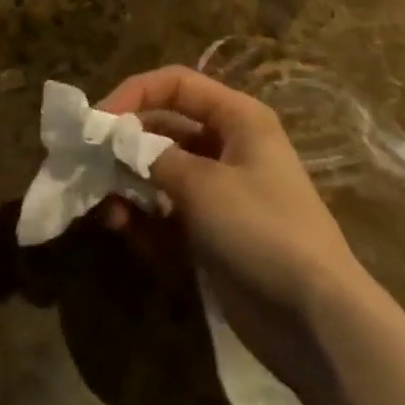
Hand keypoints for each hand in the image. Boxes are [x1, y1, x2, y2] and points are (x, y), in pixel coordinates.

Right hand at [96, 66, 376, 395]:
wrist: (316, 319)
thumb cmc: (262, 230)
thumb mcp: (203, 185)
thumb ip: (153, 158)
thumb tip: (116, 142)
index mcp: (237, 118)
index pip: (176, 85)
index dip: (134, 94)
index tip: (96, 121)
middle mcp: (229, 145)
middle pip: (165, 128)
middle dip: (125, 146)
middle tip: (89, 168)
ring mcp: (221, 191)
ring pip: (162, 173)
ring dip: (130, 186)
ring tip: (107, 211)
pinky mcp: (214, 232)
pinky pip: (170, 212)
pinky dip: (147, 219)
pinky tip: (127, 232)